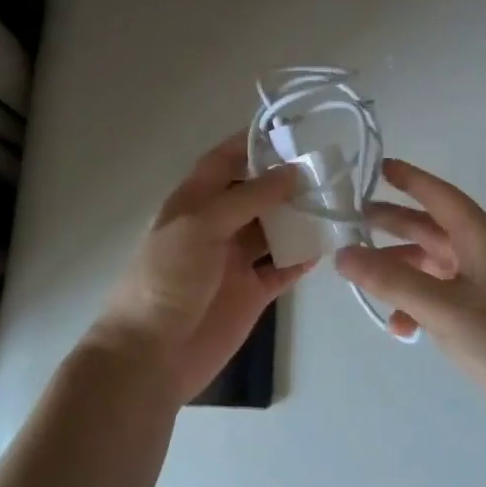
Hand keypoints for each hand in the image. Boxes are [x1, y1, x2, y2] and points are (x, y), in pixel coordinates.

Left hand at [90, 133, 311, 403]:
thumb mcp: (201, 225)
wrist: (150, 354)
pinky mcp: (251, 292)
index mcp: (194, 202)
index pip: (224, 161)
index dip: (251, 144)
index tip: (289, 132)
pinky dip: (302, 257)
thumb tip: (292, 172)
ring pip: (273, 229)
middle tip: (326, 170)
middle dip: (286, 181)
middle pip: (255, 194)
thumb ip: (248, 197)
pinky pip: (282, 267)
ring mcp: (234, 259)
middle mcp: (216, 225)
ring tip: (335, 204)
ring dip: (299, 218)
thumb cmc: (168, 278)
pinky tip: (327, 246)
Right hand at [336, 159, 485, 422]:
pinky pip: (441, 297)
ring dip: (400, 267)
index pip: (441, 196)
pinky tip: (400, 326)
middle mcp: (485, 255)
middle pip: (432, 228)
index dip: (411, 179)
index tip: (380, 166)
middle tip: (354, 219)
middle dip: (395, 223)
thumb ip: (391, 281)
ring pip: (433, 264)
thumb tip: (342, 254)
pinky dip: (417, 304)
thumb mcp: (444, 309)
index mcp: (483, 238)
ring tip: (362, 274)